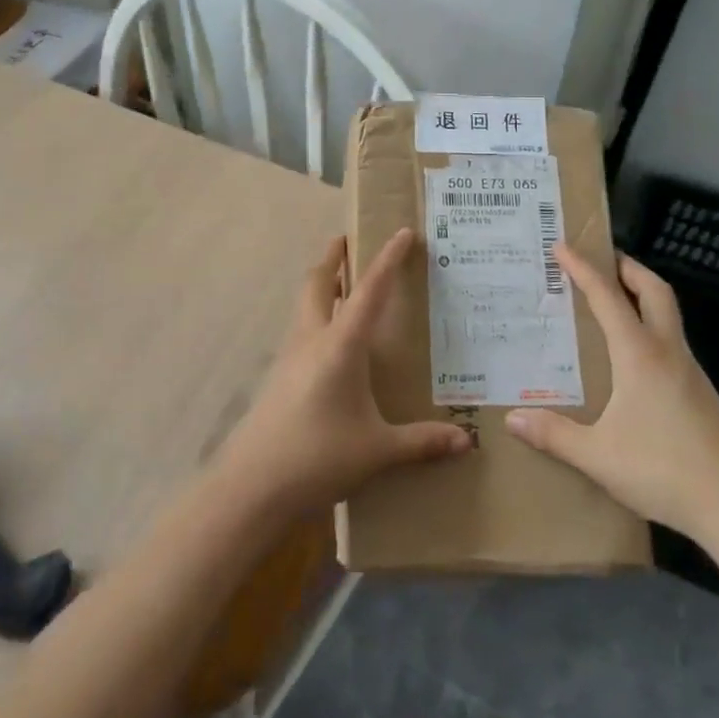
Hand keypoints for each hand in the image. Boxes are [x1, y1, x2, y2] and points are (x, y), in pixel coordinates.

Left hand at [213, 228, 471, 521]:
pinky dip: (317, 315)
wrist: (252, 485)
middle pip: (319, 281)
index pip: (369, 290)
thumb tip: (466, 442)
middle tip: (351, 241)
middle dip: (334, 256)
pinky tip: (332, 341)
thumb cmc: (319, 457)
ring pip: (305, 302)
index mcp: (341, 345)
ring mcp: (290, 355)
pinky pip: (301, 328)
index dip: (388, 258)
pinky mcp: (279, 375)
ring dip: (323, 283)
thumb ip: (422, 442)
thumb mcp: (377, 450)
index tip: (403, 232)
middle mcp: (312, 338)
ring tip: (344, 283)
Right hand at [506, 244, 718, 555]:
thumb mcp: (599, 457)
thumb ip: (554, 435)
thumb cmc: (665, 472)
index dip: (583, 268)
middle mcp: (667, 352)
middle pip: (654, 290)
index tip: (561, 246)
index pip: (607, 296)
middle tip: (600, 259)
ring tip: (611, 302)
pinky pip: (671, 342)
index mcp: (640, 354)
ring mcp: (690, 372)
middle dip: (627, 267)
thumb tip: (512, 419)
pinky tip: (632, 357)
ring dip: (641, 296)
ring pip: (668, 314)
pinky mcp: (701, 394)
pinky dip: (649, 327)